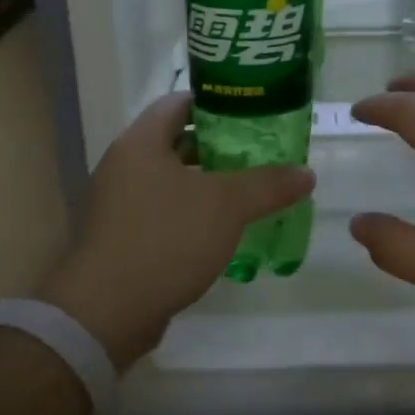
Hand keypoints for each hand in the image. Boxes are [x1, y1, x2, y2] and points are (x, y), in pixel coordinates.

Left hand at [39, 92, 313, 368]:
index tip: (252, 115)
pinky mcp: (121, 238)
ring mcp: (118, 204)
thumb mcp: (226, 206)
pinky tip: (221, 232)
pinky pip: (162, 213)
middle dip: (218, 148)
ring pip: (170, 181)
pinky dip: (190, 215)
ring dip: (206, 185)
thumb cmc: (166, 240)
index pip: (178, 103)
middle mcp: (123, 166)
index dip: (216, 103)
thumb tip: (306, 173)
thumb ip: (267, 185)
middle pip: (176, 143)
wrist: (108, 310)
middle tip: (260, 156)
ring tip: (248, 193)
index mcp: (141, 143)